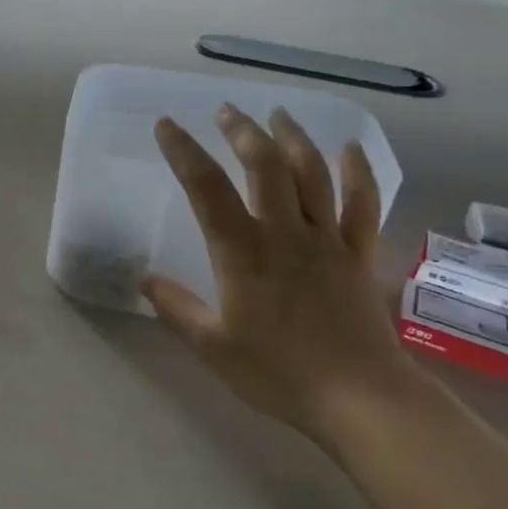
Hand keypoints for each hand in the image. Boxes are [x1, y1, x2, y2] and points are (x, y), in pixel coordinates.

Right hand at [142, 104, 420, 443]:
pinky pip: (362, 203)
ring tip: (277, 113)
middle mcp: (285, 233)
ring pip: (312, 173)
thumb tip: (145, 279)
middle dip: (242, 131)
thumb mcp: (213, 347)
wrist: (358, 398)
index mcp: (243, 253)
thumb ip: (177, 308)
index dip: (183, 152)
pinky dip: (356, 170)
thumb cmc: (278, 373)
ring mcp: (327, 240)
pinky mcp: (359, 254)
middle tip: (226, 110)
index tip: (166, 125)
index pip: (206, 189)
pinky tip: (347, 148)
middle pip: (264, 166)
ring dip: (293, 137)